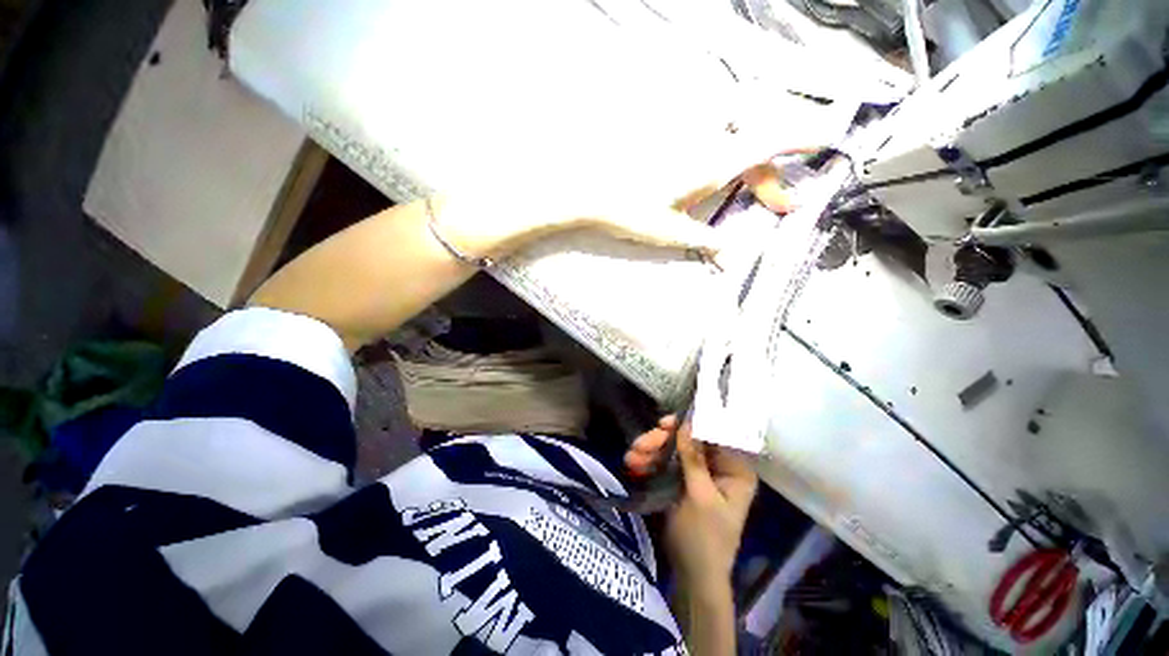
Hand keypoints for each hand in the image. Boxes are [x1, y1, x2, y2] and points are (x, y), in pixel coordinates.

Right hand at [625, 416, 757, 586]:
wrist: (693, 575)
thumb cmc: (705, 538)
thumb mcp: (700, 497)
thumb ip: (694, 459)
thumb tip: (687, 423)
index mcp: (734, 469)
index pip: (714, 435)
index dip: (690, 424)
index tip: (665, 423)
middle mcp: (718, 466)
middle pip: (689, 441)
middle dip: (661, 442)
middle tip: (639, 444)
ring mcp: (699, 472)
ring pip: (674, 450)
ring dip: (650, 452)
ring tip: (629, 458)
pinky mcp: (683, 480)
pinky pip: (667, 463)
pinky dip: (650, 463)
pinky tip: (633, 466)